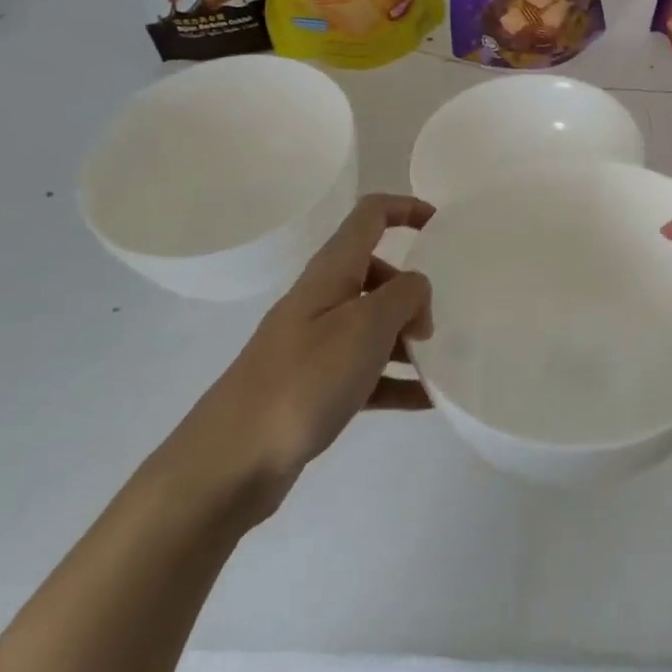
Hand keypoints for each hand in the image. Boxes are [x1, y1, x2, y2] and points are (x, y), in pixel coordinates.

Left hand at [162, 194, 435, 527]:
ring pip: (373, 324)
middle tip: (433, 325)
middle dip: (412, 289)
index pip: (370, 215)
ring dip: (407, 337)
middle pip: (375, 272)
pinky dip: (396, 380)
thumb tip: (417, 288)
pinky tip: (426, 401)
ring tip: (439, 365)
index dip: (406, 208)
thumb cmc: (303, 380)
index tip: (442, 225)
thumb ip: (404, 295)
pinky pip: (366, 372)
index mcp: (331, 272)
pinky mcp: (313, 387)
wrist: (229, 463)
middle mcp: (321, 300)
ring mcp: (314, 344)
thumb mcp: (366, 326)